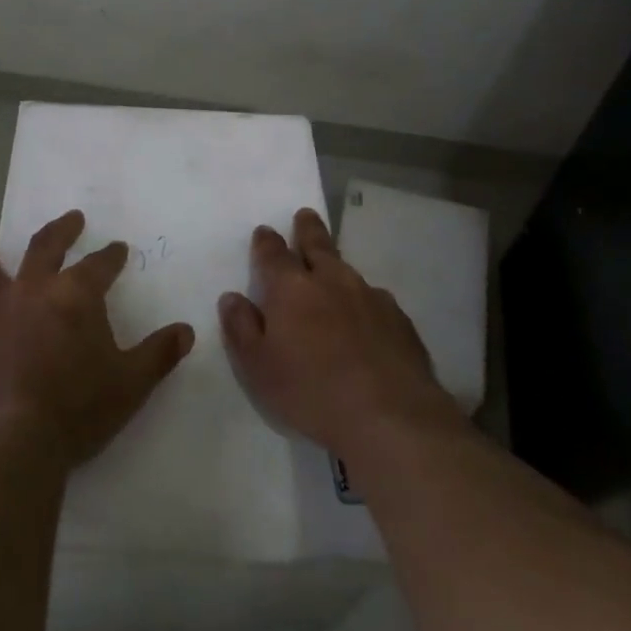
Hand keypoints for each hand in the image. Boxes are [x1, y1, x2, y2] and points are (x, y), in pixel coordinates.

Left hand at [0, 210, 195, 467]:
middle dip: (62, 229)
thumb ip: (159, 353)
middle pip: (45, 245)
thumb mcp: (131, 383)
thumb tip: (187, 330)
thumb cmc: (78, 408)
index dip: (111, 255)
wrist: (13, 441)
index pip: (100, 263)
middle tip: (72, 218)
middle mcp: (33, 289)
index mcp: (76, 294)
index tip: (118, 248)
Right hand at [219, 208, 461, 457]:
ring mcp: (369, 296)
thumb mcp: (258, 368)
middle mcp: (331, 280)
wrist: (390, 415)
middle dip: (307, 229)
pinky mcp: (398, 318)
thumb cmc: (312, 391)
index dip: (266, 241)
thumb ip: (241, 328)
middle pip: (317, 244)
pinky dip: (364, 300)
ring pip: (347, 270)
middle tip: (305, 215)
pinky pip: (375, 298)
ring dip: (336, 265)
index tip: (264, 231)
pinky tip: (366, 316)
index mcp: (291, 288)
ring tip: (332, 267)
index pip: (273, 253)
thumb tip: (232, 297)